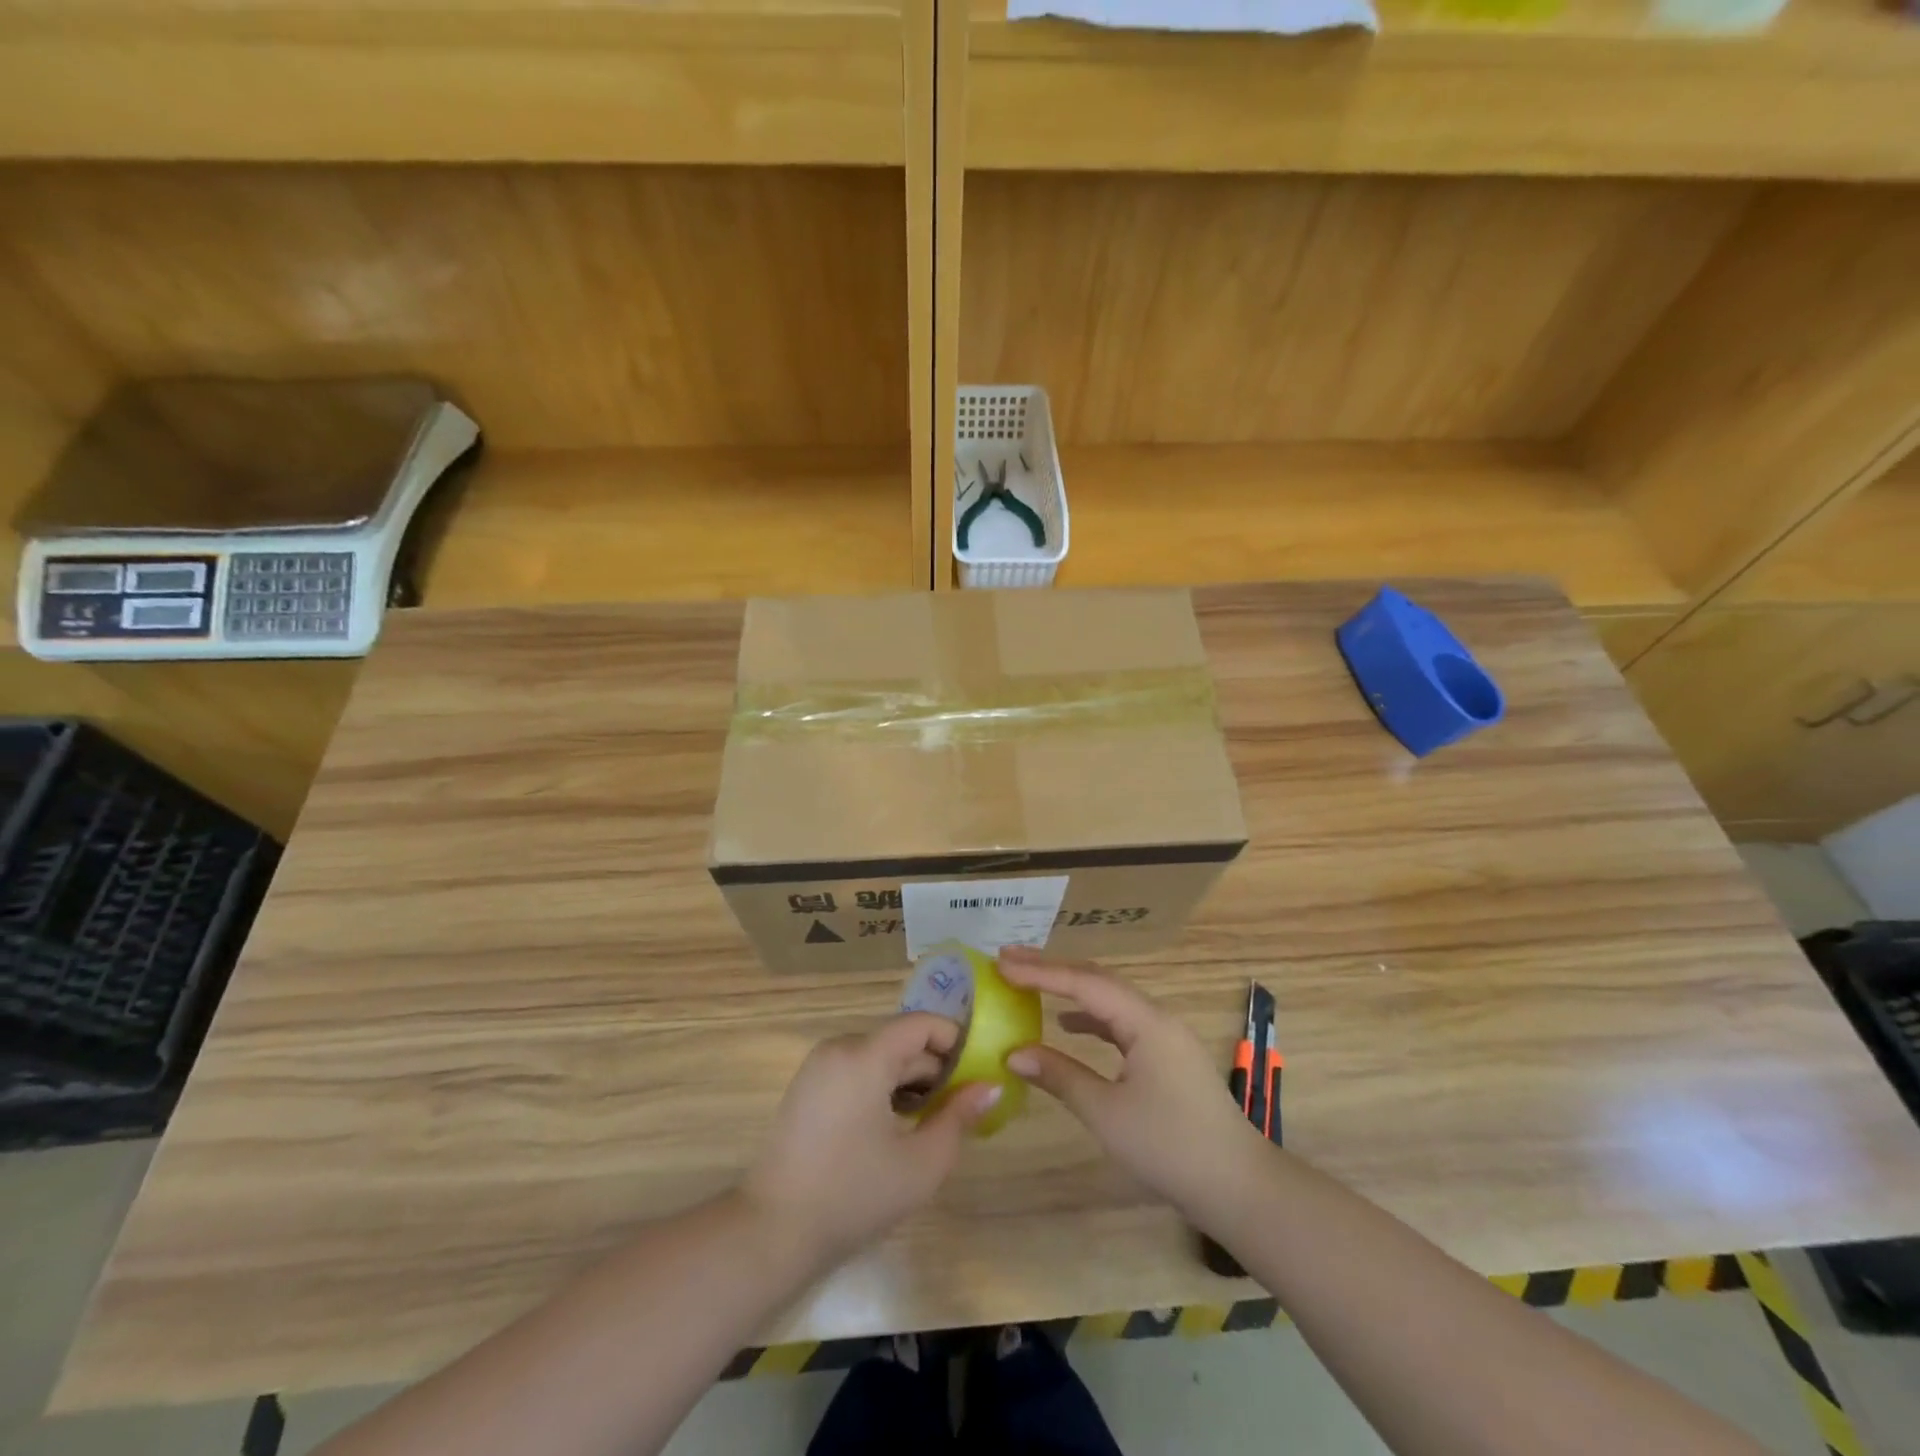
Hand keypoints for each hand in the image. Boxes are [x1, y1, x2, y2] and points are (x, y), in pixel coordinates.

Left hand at [741, 1013, 1001, 1266]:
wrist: (772, 1231)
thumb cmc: (854, 1195)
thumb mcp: (921, 1163)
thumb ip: (959, 1117)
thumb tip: (990, 1086)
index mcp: (865, 1055)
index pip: (921, 1024)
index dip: (955, 1039)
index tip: (980, 1069)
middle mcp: (840, 1048)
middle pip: (900, 1042)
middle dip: (935, 1068)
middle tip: (963, 1105)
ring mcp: (819, 1066)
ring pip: (879, 1057)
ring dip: (910, 1080)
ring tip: (932, 1120)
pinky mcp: (808, 1087)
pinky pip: (857, 1071)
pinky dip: (883, 1087)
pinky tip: (896, 1126)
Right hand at [1001, 948, 1266, 1223]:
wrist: (1237, 1186)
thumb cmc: (1169, 1146)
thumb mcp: (1106, 1112)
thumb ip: (1060, 1076)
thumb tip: (1014, 1053)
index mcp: (1145, 1022)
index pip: (1085, 983)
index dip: (1041, 972)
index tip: (1002, 963)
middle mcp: (1156, 1017)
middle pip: (1099, 980)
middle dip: (1054, 969)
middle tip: (1009, 962)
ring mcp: (1165, 1036)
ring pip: (1111, 1000)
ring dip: (1071, 989)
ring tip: (1031, 983)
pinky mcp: (1167, 1056)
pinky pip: (1121, 1022)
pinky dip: (1091, 1017)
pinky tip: (1069, 1025)